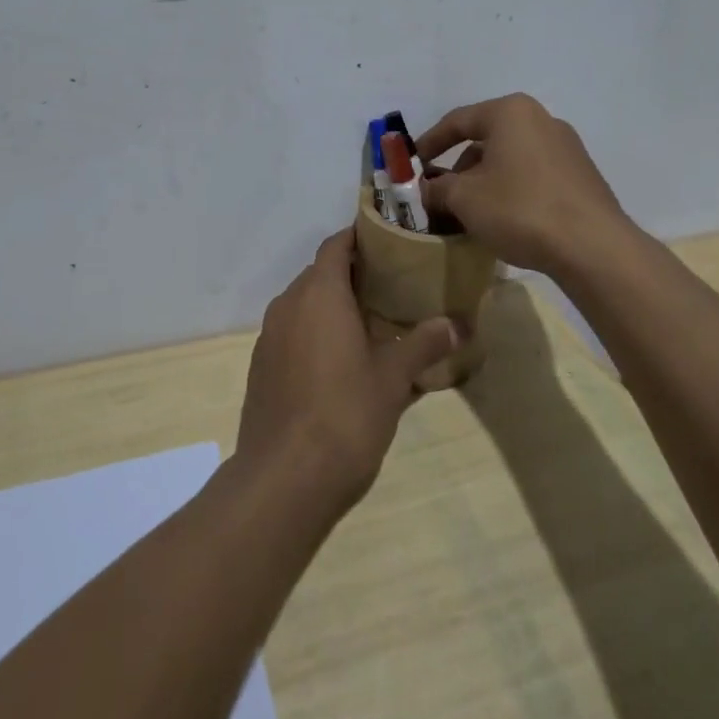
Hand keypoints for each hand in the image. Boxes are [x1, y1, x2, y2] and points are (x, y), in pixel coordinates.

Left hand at [234, 230, 457, 512]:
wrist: (283, 480)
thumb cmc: (345, 414)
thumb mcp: (393, 378)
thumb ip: (423, 344)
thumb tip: (457, 324)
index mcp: (319, 294)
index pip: (336, 245)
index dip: (361, 238)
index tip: (390, 243)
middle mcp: (289, 305)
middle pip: (320, 274)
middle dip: (352, 276)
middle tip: (391, 287)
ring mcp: (269, 337)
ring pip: (304, 305)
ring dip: (333, 308)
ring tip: (370, 325)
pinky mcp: (262, 367)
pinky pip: (292, 334)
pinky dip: (315, 334)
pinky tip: (340, 364)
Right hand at [416, 93, 631, 277]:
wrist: (593, 247)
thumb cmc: (520, 209)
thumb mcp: (465, 199)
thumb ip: (438, 189)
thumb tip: (426, 190)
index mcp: (510, 112)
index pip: (457, 121)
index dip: (429, 143)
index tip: (412, 165)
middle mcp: (541, 119)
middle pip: (486, 139)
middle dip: (459, 167)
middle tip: (441, 195)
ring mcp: (566, 147)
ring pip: (510, 158)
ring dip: (485, 181)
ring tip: (471, 213)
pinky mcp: (581, 175)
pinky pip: (533, 174)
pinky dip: (512, 189)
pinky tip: (505, 219)